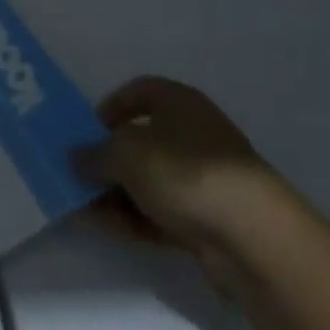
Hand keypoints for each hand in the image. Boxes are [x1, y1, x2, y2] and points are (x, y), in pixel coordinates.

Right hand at [73, 76, 281, 254]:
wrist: (254, 237)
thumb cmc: (184, 171)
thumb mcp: (125, 154)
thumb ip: (94, 155)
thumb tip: (75, 158)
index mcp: (178, 101)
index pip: (137, 91)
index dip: (109, 107)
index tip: (86, 131)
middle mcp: (193, 133)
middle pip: (141, 140)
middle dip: (108, 160)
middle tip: (79, 176)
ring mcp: (205, 178)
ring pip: (150, 180)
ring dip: (118, 193)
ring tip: (85, 209)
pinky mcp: (211, 219)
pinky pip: (164, 212)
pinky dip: (137, 218)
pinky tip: (111, 229)